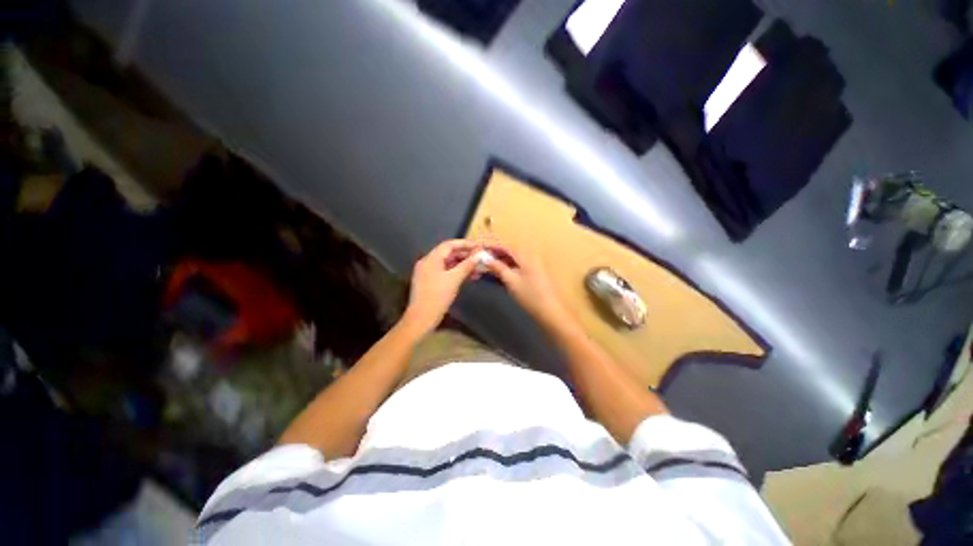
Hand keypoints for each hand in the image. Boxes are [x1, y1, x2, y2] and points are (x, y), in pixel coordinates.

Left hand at [402, 239, 479, 334]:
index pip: (449, 245)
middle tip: (480, 258)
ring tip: (478, 268)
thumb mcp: (454, 279)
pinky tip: (469, 277)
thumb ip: (467, 265)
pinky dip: (457, 272)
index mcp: (431, 259)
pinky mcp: (431, 282)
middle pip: (448, 253)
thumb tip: (479, 255)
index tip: (478, 246)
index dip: (465, 244)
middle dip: (465, 255)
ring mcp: (428, 273)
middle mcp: (428, 263)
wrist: (421, 318)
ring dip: (462, 265)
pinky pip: (445, 272)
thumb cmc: (437, 296)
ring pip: (448, 264)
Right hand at [482, 241, 568, 325]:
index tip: (482, 249)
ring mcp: (534, 268)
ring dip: (503, 262)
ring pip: (515, 261)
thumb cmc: (529, 295)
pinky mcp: (534, 277)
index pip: (507, 247)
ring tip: (490, 268)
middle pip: (511, 252)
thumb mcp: (511, 280)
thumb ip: (499, 268)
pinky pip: (519, 268)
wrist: (549, 310)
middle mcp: (531, 259)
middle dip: (497, 254)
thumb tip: (486, 259)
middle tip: (484, 260)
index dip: (494, 247)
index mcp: (526, 257)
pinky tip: (502, 275)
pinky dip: (509, 269)